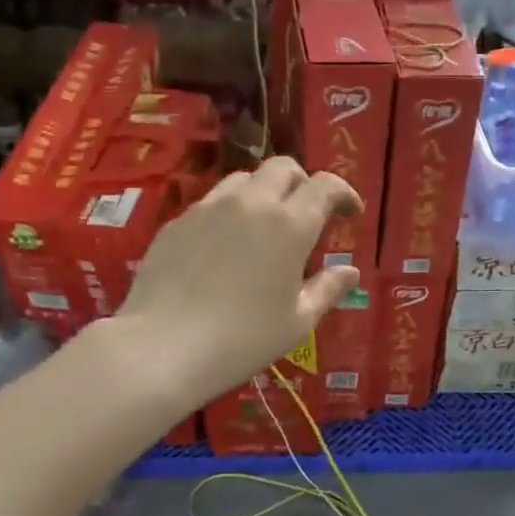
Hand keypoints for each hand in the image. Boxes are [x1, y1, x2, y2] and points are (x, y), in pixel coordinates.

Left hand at [115, 157, 361, 404]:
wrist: (163, 348)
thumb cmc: (243, 340)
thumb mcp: (297, 322)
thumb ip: (327, 290)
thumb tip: (350, 272)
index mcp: (289, 225)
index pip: (325, 186)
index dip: (344, 194)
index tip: (351, 214)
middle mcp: (250, 204)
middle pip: (283, 168)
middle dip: (303, 184)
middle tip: (308, 215)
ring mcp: (208, 208)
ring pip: (244, 179)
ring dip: (264, 193)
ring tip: (265, 228)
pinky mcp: (177, 222)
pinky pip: (212, 202)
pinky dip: (230, 212)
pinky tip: (226, 248)